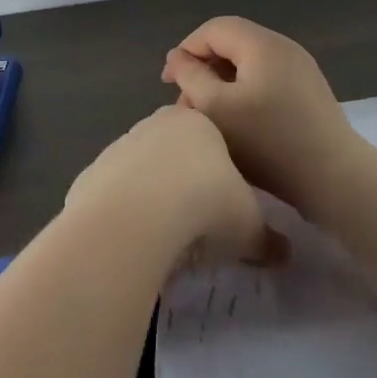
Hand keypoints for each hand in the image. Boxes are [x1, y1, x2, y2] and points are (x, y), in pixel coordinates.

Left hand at [64, 107, 287, 267]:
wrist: (135, 216)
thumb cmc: (204, 205)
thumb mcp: (248, 226)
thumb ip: (266, 238)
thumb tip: (284, 254)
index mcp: (197, 123)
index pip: (212, 135)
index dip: (220, 169)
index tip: (225, 200)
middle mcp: (154, 125)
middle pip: (174, 150)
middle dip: (185, 179)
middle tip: (198, 219)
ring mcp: (119, 147)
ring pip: (141, 170)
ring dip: (152, 195)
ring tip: (166, 234)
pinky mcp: (92, 174)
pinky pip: (113, 194)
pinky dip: (124, 212)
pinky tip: (134, 238)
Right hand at [161, 16, 365, 218]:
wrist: (333, 177)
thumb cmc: (267, 142)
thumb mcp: (216, 108)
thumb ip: (190, 76)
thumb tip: (178, 57)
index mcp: (262, 44)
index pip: (214, 29)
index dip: (186, 51)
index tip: (168, 84)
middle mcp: (284, 48)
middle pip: (232, 44)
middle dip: (203, 69)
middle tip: (186, 104)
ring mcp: (301, 70)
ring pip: (248, 65)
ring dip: (222, 84)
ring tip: (208, 118)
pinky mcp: (309, 93)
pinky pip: (267, 81)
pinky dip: (244, 94)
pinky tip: (238, 125)